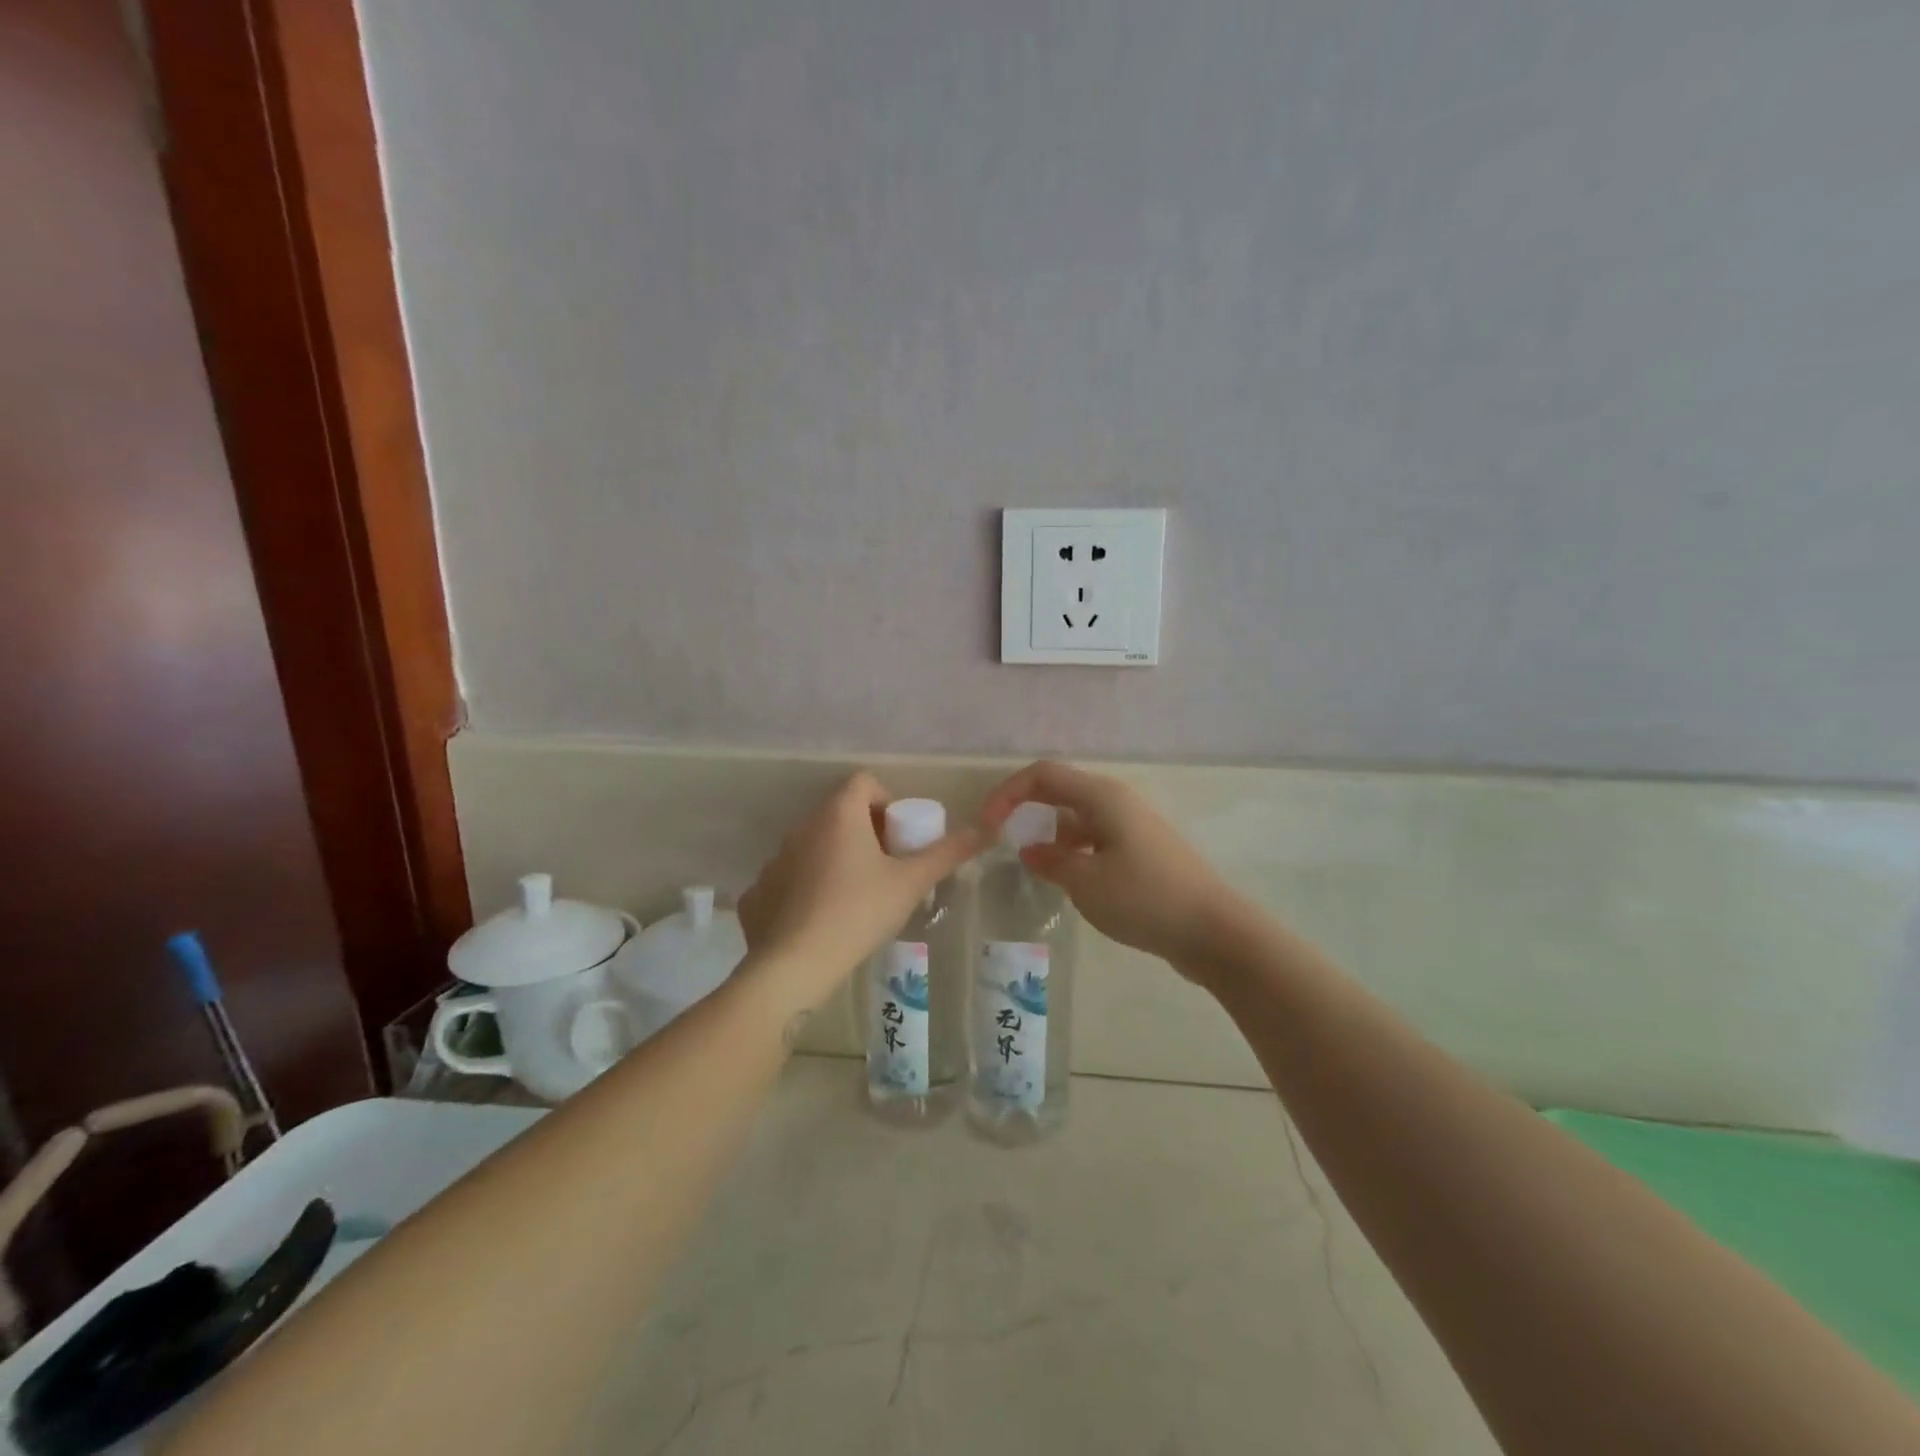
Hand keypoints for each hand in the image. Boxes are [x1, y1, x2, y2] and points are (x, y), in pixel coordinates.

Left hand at [738, 773, 983, 1009]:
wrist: (795, 964)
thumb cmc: (859, 911)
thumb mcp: (911, 882)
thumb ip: (948, 853)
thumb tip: (988, 829)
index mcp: (839, 814)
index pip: (864, 782)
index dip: (887, 801)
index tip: (900, 837)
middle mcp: (803, 826)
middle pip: (840, 812)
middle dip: (866, 832)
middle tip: (886, 869)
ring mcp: (776, 858)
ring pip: (815, 844)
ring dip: (837, 858)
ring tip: (856, 897)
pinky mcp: (759, 891)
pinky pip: (791, 876)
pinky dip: (809, 886)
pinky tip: (822, 919)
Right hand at [982, 761, 1237, 971]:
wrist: (1214, 931)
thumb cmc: (1145, 899)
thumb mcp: (1086, 882)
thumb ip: (1051, 862)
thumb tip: (1031, 851)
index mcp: (1102, 797)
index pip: (1043, 775)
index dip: (1008, 793)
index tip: (986, 826)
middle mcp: (1117, 802)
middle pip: (1060, 791)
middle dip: (1026, 810)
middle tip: (1000, 839)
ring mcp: (1133, 826)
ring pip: (1078, 818)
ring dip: (1051, 836)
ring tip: (1034, 869)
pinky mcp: (1142, 850)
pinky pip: (1096, 839)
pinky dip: (1074, 852)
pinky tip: (1068, 882)